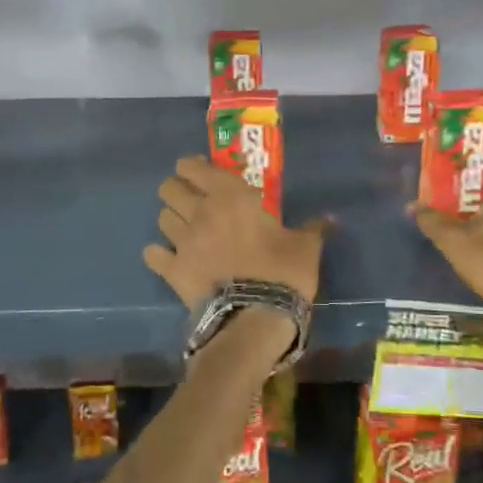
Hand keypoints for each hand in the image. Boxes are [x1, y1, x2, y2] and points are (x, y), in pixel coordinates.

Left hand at [143, 155, 330, 309]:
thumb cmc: (282, 272)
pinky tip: (168, 258)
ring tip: (184, 229)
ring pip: (161, 218)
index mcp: (230, 196)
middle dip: (176, 190)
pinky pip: (153, 254)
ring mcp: (182, 241)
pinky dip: (158, 254)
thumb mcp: (305, 246)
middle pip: (169, 188)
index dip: (192, 166)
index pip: (193, 167)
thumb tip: (329, 219)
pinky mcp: (172, 270)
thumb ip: (312, 228)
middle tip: (191, 200)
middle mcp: (200, 212)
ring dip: (171, 220)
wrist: (255, 316)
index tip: (200, 171)